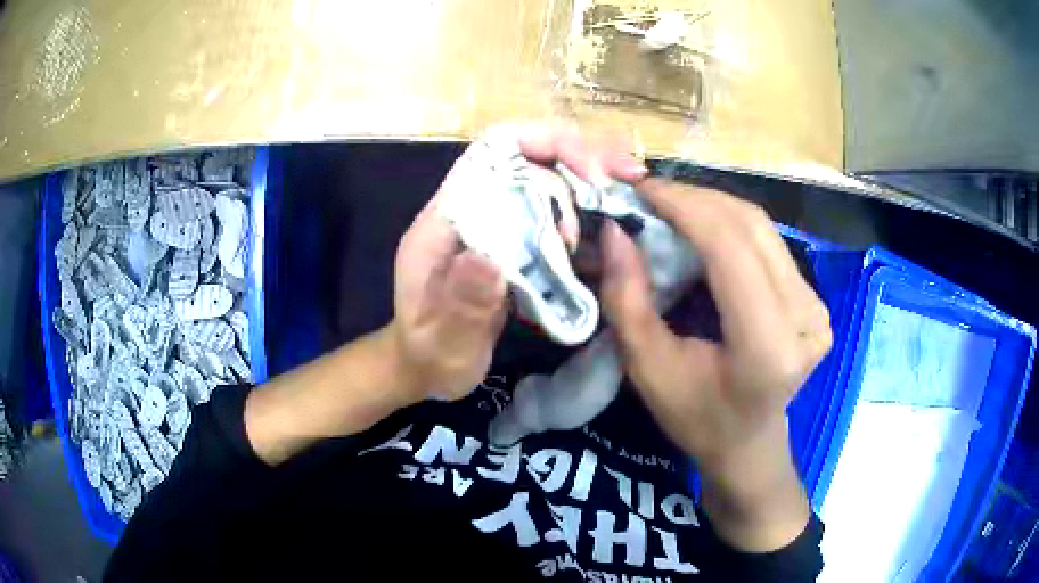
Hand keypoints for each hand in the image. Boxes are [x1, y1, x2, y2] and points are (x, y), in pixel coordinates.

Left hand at [391, 124, 648, 401]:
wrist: (426, 367)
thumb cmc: (428, 357)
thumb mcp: (443, 342)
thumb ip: (462, 304)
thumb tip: (489, 257)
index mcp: (444, 222)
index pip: (492, 153)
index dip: (544, 145)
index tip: (591, 175)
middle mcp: (470, 210)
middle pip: (526, 157)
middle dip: (579, 159)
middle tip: (628, 176)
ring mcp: (492, 225)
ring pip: (543, 181)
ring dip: (585, 186)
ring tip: (624, 202)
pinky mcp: (510, 244)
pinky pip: (550, 215)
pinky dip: (583, 216)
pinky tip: (609, 231)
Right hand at [598, 178, 831, 549]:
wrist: (749, 445)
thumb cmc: (697, 419)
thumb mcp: (648, 369)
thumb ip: (627, 299)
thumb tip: (615, 230)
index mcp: (768, 346)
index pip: (731, 248)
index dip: (685, 207)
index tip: (640, 188)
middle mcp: (806, 319)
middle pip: (752, 227)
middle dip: (695, 199)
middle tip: (648, 194)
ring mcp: (817, 306)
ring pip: (762, 228)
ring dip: (712, 207)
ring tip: (669, 207)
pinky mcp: (815, 299)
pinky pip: (770, 244)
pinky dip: (730, 226)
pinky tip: (702, 231)